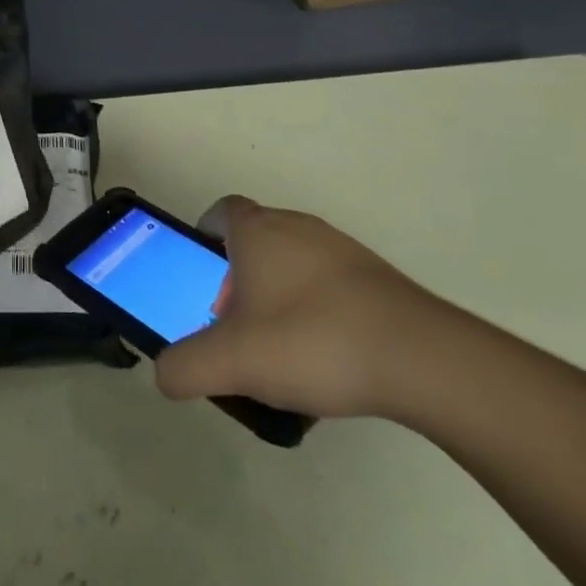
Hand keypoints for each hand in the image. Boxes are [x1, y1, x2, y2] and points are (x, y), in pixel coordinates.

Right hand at [154, 196, 451, 420]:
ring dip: (278, 297)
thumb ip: (186, 367)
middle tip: (236, 326)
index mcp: (258, 231)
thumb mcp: (233, 362)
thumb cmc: (312, 341)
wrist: (419, 357)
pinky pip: (329, 285)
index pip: (220, 212)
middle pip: (255, 241)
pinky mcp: (374, 276)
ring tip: (281, 351)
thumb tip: (166, 373)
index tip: (202, 276)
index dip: (205, 237)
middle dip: (238, 279)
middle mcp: (297, 226)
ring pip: (293, 264)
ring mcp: (340, 249)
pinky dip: (317, 311)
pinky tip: (326, 359)